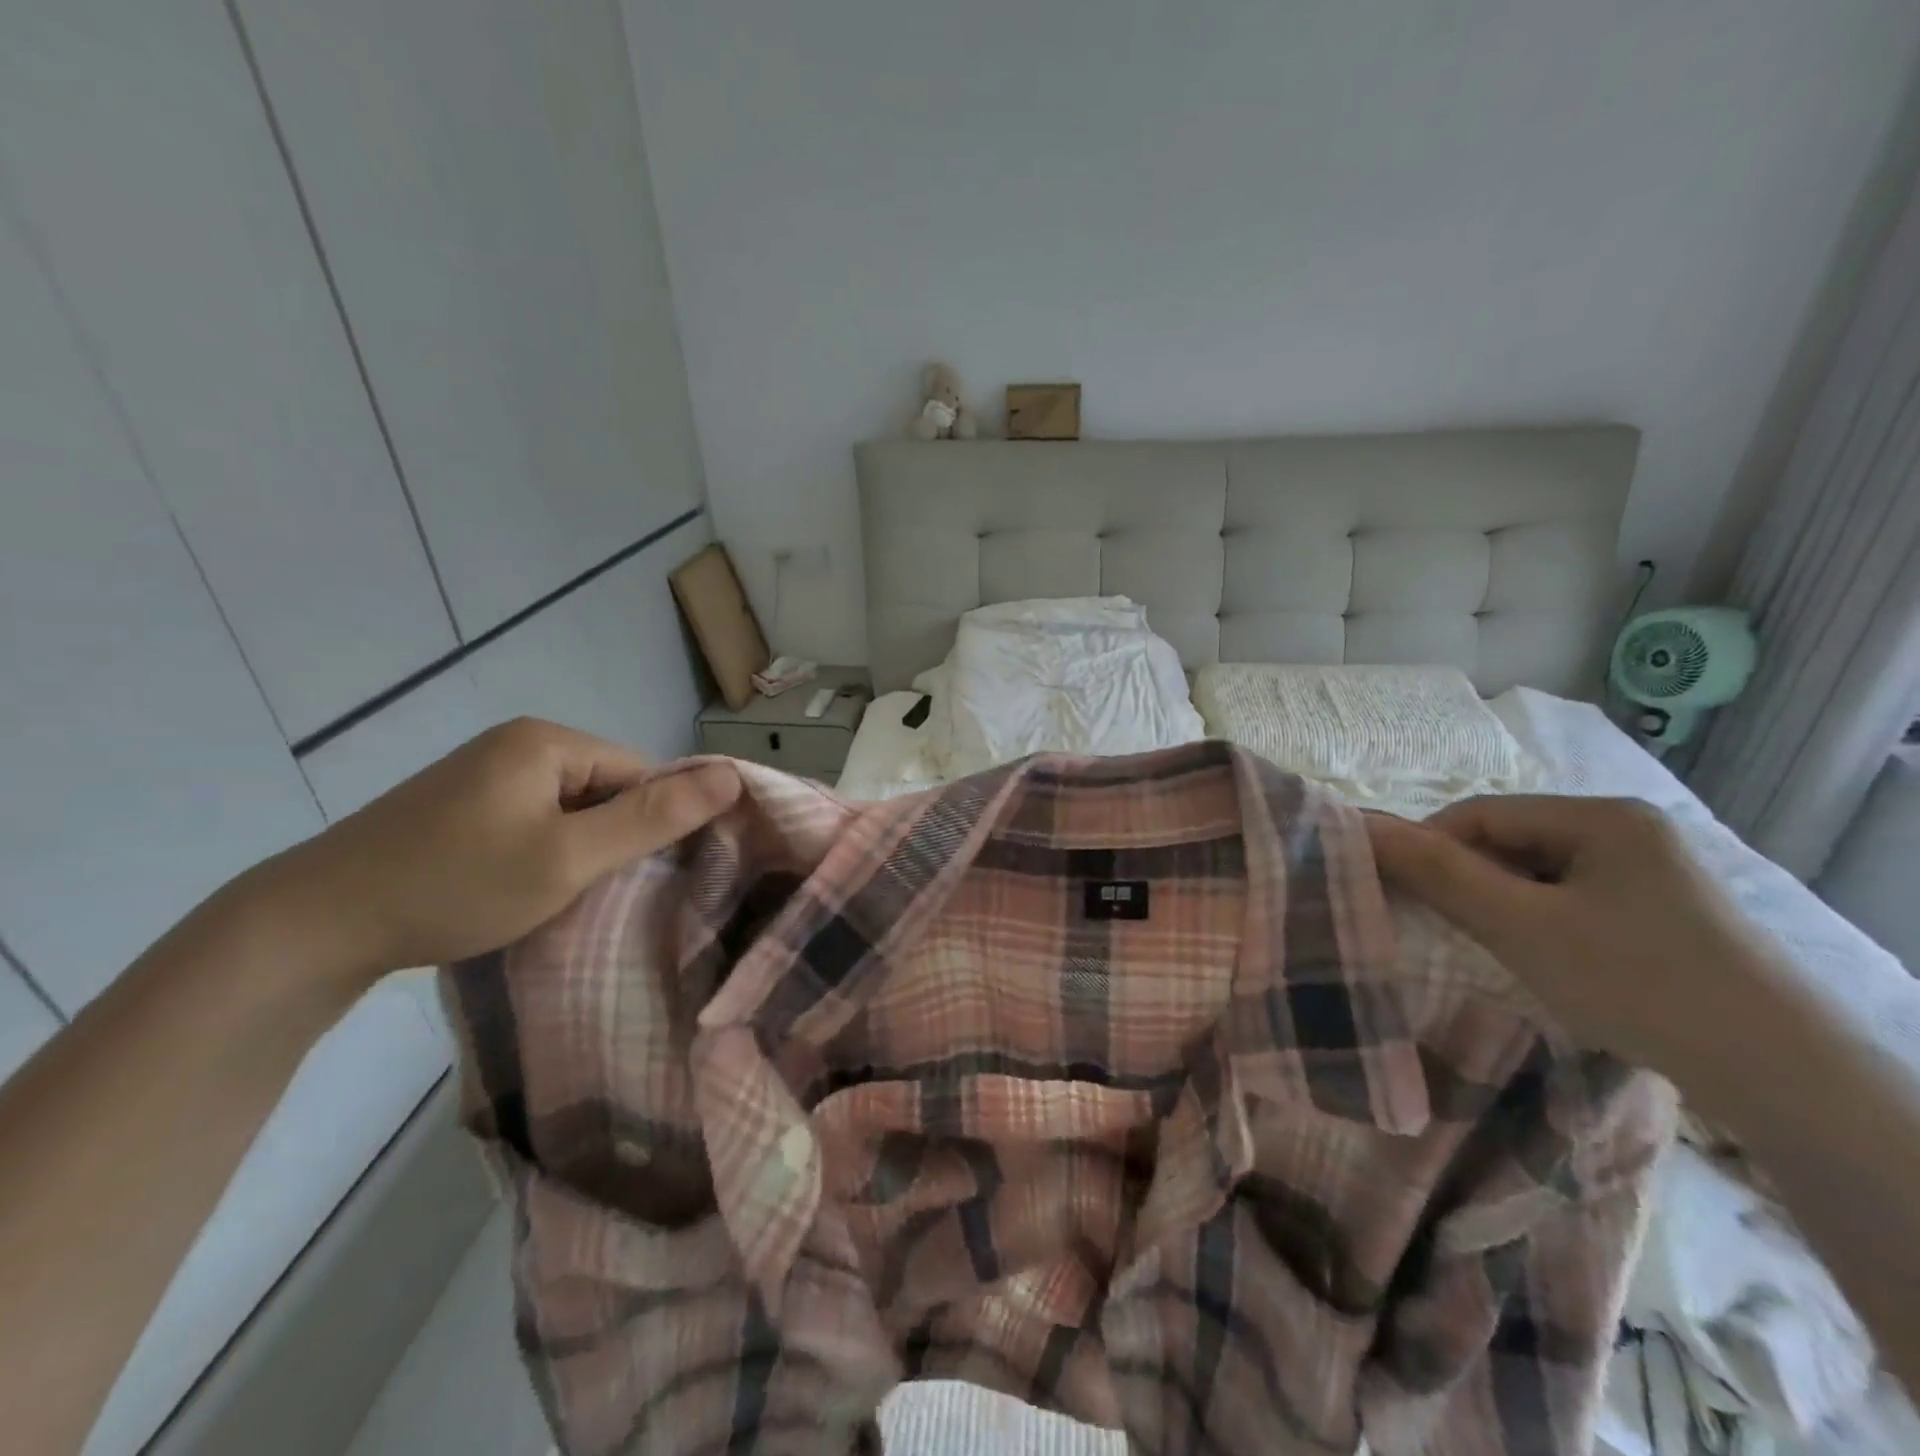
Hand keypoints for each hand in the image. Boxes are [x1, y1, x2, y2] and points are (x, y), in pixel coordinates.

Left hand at [247, 719, 738, 996]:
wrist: (312, 926)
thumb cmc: (456, 884)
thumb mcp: (569, 856)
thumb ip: (654, 817)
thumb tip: (733, 776)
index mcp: (547, 740)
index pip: (640, 772)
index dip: (654, 822)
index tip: (647, 877)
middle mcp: (517, 744)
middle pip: (606, 788)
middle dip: (613, 839)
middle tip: (600, 893)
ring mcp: (483, 775)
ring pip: (570, 810)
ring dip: (579, 851)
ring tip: (563, 897)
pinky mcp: (459, 807)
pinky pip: (532, 821)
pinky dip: (543, 854)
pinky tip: (524, 890)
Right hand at [1365, 795, 1785, 1068]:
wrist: (1784, 1078)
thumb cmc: (1636, 982)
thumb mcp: (1521, 925)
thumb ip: (1438, 873)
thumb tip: (1363, 829)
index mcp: (1602, 816)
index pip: (1481, 814)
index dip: (1427, 845)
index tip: (1395, 891)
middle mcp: (1629, 830)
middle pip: (1511, 842)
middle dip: (1467, 878)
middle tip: (1439, 924)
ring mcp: (1652, 871)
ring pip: (1539, 873)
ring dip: (1501, 902)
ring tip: (1487, 945)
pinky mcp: (1663, 912)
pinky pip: (1572, 898)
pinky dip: (1539, 920)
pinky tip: (1540, 957)